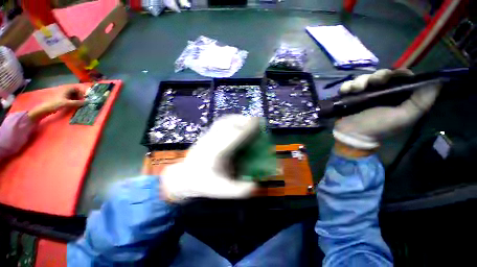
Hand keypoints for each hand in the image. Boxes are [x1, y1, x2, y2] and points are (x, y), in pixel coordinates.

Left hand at [28, 87, 84, 121]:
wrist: (46, 108)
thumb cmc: (56, 104)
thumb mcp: (68, 103)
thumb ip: (78, 103)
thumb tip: (88, 102)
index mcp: (66, 89)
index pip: (77, 88)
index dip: (82, 93)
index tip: (84, 99)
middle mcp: (65, 90)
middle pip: (75, 91)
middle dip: (80, 96)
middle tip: (82, 102)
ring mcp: (63, 94)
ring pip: (73, 94)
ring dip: (77, 98)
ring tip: (78, 103)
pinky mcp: (61, 98)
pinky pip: (70, 97)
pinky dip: (73, 100)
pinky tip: (74, 104)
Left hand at [161, 115, 257, 201]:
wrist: (184, 177)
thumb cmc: (202, 183)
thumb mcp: (221, 190)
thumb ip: (238, 190)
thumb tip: (255, 185)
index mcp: (216, 153)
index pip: (234, 137)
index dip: (247, 129)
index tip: (257, 123)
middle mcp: (212, 141)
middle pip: (229, 124)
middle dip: (243, 120)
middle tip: (256, 121)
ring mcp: (207, 136)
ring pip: (223, 121)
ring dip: (237, 118)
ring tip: (247, 120)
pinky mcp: (206, 135)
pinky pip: (220, 123)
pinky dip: (230, 120)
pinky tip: (235, 123)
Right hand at [334, 69, 440, 150]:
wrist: (353, 135)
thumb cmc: (379, 127)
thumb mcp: (404, 117)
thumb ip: (421, 102)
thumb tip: (438, 82)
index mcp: (396, 95)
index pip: (399, 76)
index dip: (396, 73)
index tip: (391, 76)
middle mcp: (380, 92)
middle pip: (380, 74)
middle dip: (376, 76)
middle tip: (373, 83)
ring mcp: (363, 94)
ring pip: (363, 78)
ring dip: (359, 81)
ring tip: (356, 90)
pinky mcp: (349, 96)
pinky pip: (348, 85)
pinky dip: (346, 86)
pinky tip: (346, 92)